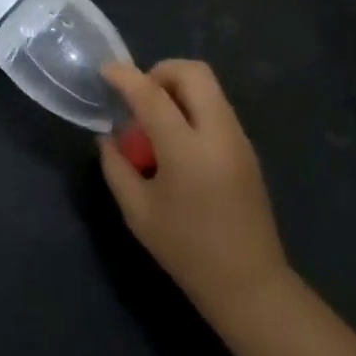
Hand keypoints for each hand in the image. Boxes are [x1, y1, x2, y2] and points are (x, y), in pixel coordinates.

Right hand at [99, 60, 292, 326]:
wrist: (250, 285)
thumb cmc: (186, 250)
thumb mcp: (137, 211)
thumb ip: (116, 166)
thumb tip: (108, 137)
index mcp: (186, 150)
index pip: (151, 94)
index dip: (125, 76)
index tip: (105, 71)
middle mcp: (218, 134)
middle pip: (193, 72)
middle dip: (160, 72)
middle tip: (139, 97)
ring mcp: (238, 140)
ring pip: (208, 87)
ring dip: (177, 88)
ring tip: (155, 120)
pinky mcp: (247, 150)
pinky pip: (216, 108)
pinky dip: (192, 107)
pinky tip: (176, 140)